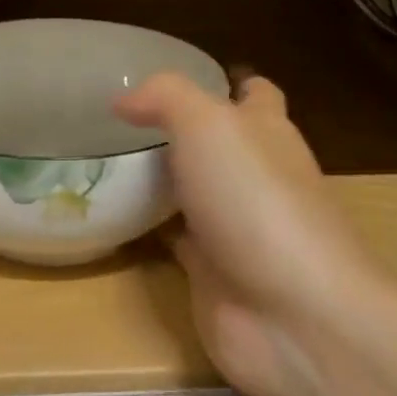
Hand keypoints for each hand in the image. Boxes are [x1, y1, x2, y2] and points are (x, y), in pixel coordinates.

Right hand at [115, 72, 383, 395]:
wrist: (291, 314)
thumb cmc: (256, 201)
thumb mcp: (208, 125)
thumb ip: (166, 98)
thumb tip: (123, 99)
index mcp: (266, 134)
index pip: (254, 95)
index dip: (225, 83)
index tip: (174, 82)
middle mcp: (255, 177)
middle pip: (219, 146)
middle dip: (181, 132)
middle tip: (121, 121)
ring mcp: (235, 228)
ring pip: (194, 193)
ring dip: (162, 181)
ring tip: (105, 161)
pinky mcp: (212, 273)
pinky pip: (175, 240)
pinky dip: (150, 229)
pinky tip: (114, 217)